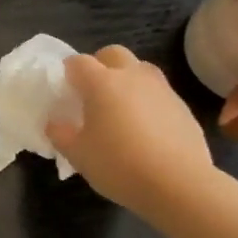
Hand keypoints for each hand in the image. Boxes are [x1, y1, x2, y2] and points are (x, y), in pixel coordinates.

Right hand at [47, 46, 217, 214]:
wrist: (179, 184)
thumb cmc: (119, 165)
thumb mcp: (78, 155)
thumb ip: (60, 134)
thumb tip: (55, 122)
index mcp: (101, 83)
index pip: (78, 62)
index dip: (68, 72)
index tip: (65, 90)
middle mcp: (132, 76)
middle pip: (113, 53)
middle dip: (100, 65)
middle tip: (92, 92)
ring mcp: (161, 89)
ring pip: (140, 69)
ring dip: (127, 79)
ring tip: (121, 107)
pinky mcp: (182, 106)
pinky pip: (159, 93)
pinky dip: (148, 101)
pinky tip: (146, 128)